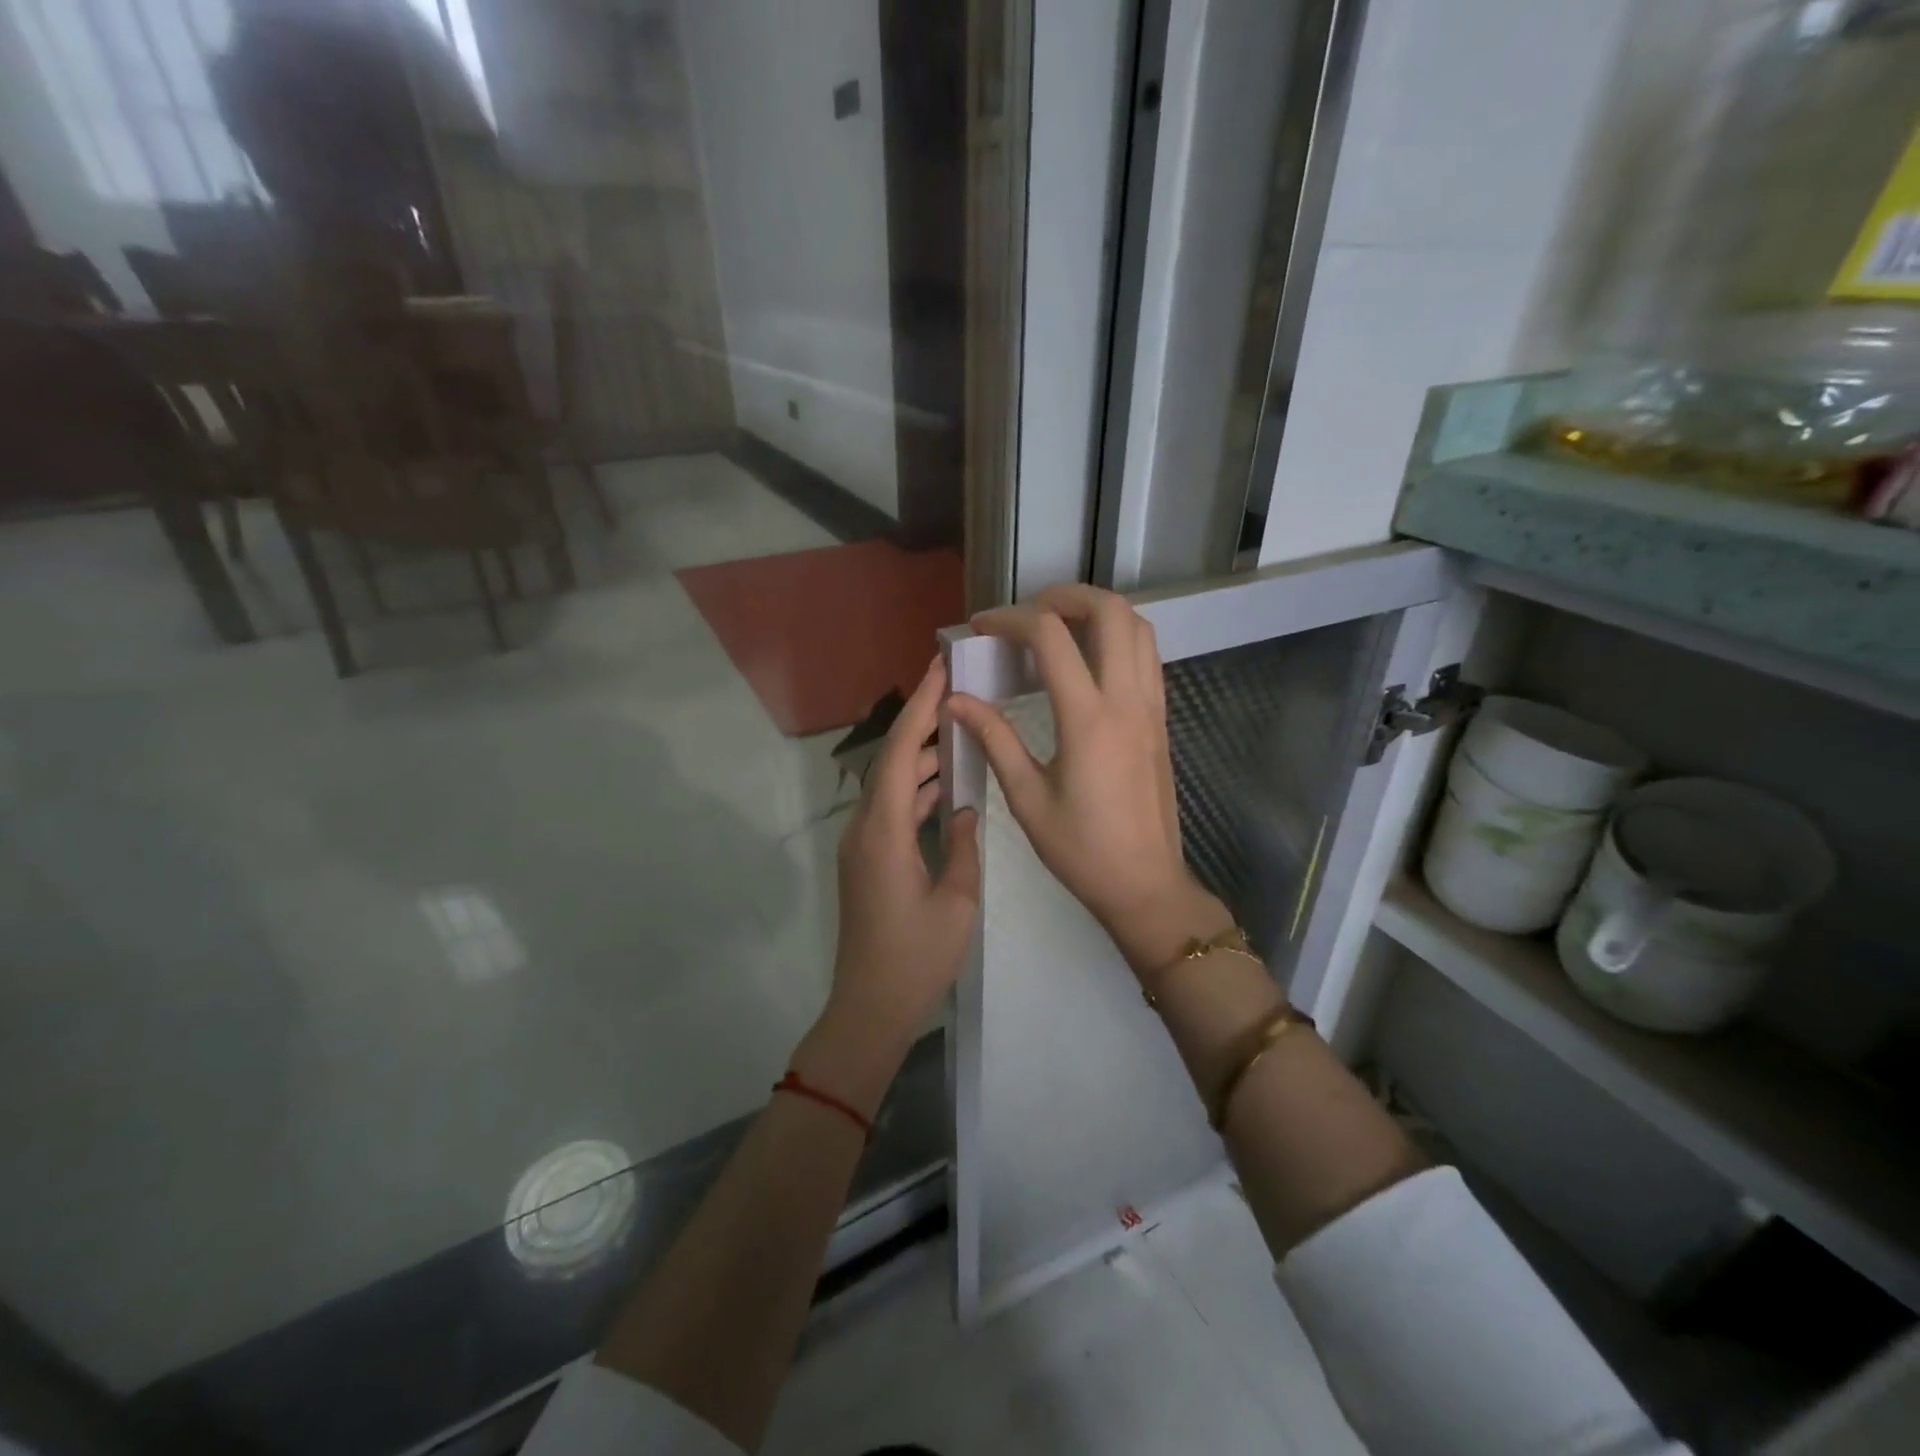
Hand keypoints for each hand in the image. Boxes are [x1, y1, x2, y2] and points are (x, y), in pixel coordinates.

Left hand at [802, 657, 980, 1108]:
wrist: (870, 1008)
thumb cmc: (916, 958)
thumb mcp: (956, 902)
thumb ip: (962, 845)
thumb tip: (964, 807)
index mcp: (884, 831)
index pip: (900, 752)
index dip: (920, 707)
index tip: (939, 669)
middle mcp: (865, 829)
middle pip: (892, 760)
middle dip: (922, 721)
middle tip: (956, 689)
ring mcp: (862, 845)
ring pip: (892, 785)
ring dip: (921, 757)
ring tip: (959, 729)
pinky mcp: (867, 861)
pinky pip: (892, 810)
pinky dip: (916, 791)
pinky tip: (944, 786)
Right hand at [946, 584, 1228, 976]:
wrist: (1145, 884)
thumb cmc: (1081, 849)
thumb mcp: (1026, 798)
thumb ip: (994, 739)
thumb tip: (956, 699)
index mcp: (1088, 719)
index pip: (1051, 637)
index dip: (1011, 619)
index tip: (981, 628)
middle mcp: (1126, 700)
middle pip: (1111, 611)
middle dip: (1065, 596)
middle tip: (1027, 613)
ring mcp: (1151, 707)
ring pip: (1139, 627)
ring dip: (1098, 611)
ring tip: (1057, 627)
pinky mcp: (1160, 719)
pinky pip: (1147, 655)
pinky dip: (1118, 637)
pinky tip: (1087, 660)